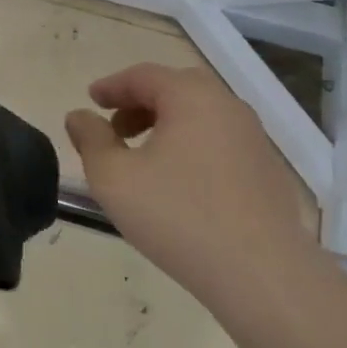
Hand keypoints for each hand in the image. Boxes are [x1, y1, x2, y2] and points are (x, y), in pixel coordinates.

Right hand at [65, 63, 312, 301]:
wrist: (260, 272)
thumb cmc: (177, 216)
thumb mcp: (114, 178)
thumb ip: (91, 140)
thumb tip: (79, 116)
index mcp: (192, 98)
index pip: (144, 75)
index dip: (112, 86)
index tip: (91, 100)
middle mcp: (228, 107)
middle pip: (177, 89)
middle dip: (140, 102)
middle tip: (115, 127)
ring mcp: (254, 139)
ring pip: (202, 116)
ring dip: (166, 124)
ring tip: (141, 157)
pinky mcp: (267, 171)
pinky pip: (220, 142)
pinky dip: (191, 146)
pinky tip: (177, 182)